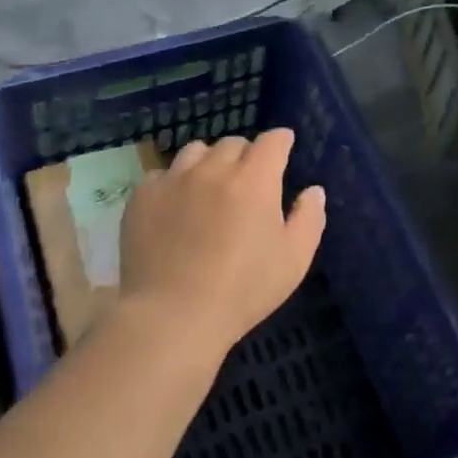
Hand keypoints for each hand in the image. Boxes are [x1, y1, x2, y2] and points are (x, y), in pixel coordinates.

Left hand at [118, 129, 325, 358]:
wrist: (172, 316)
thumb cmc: (243, 290)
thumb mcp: (293, 260)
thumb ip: (309, 218)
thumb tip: (313, 190)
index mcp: (255, 179)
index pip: (272, 141)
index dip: (281, 141)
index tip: (283, 147)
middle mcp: (214, 168)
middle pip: (233, 143)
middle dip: (246, 155)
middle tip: (247, 180)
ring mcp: (174, 179)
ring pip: (196, 151)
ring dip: (209, 162)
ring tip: (209, 187)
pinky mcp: (144, 196)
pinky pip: (162, 174)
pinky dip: (173, 183)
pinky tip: (175, 207)